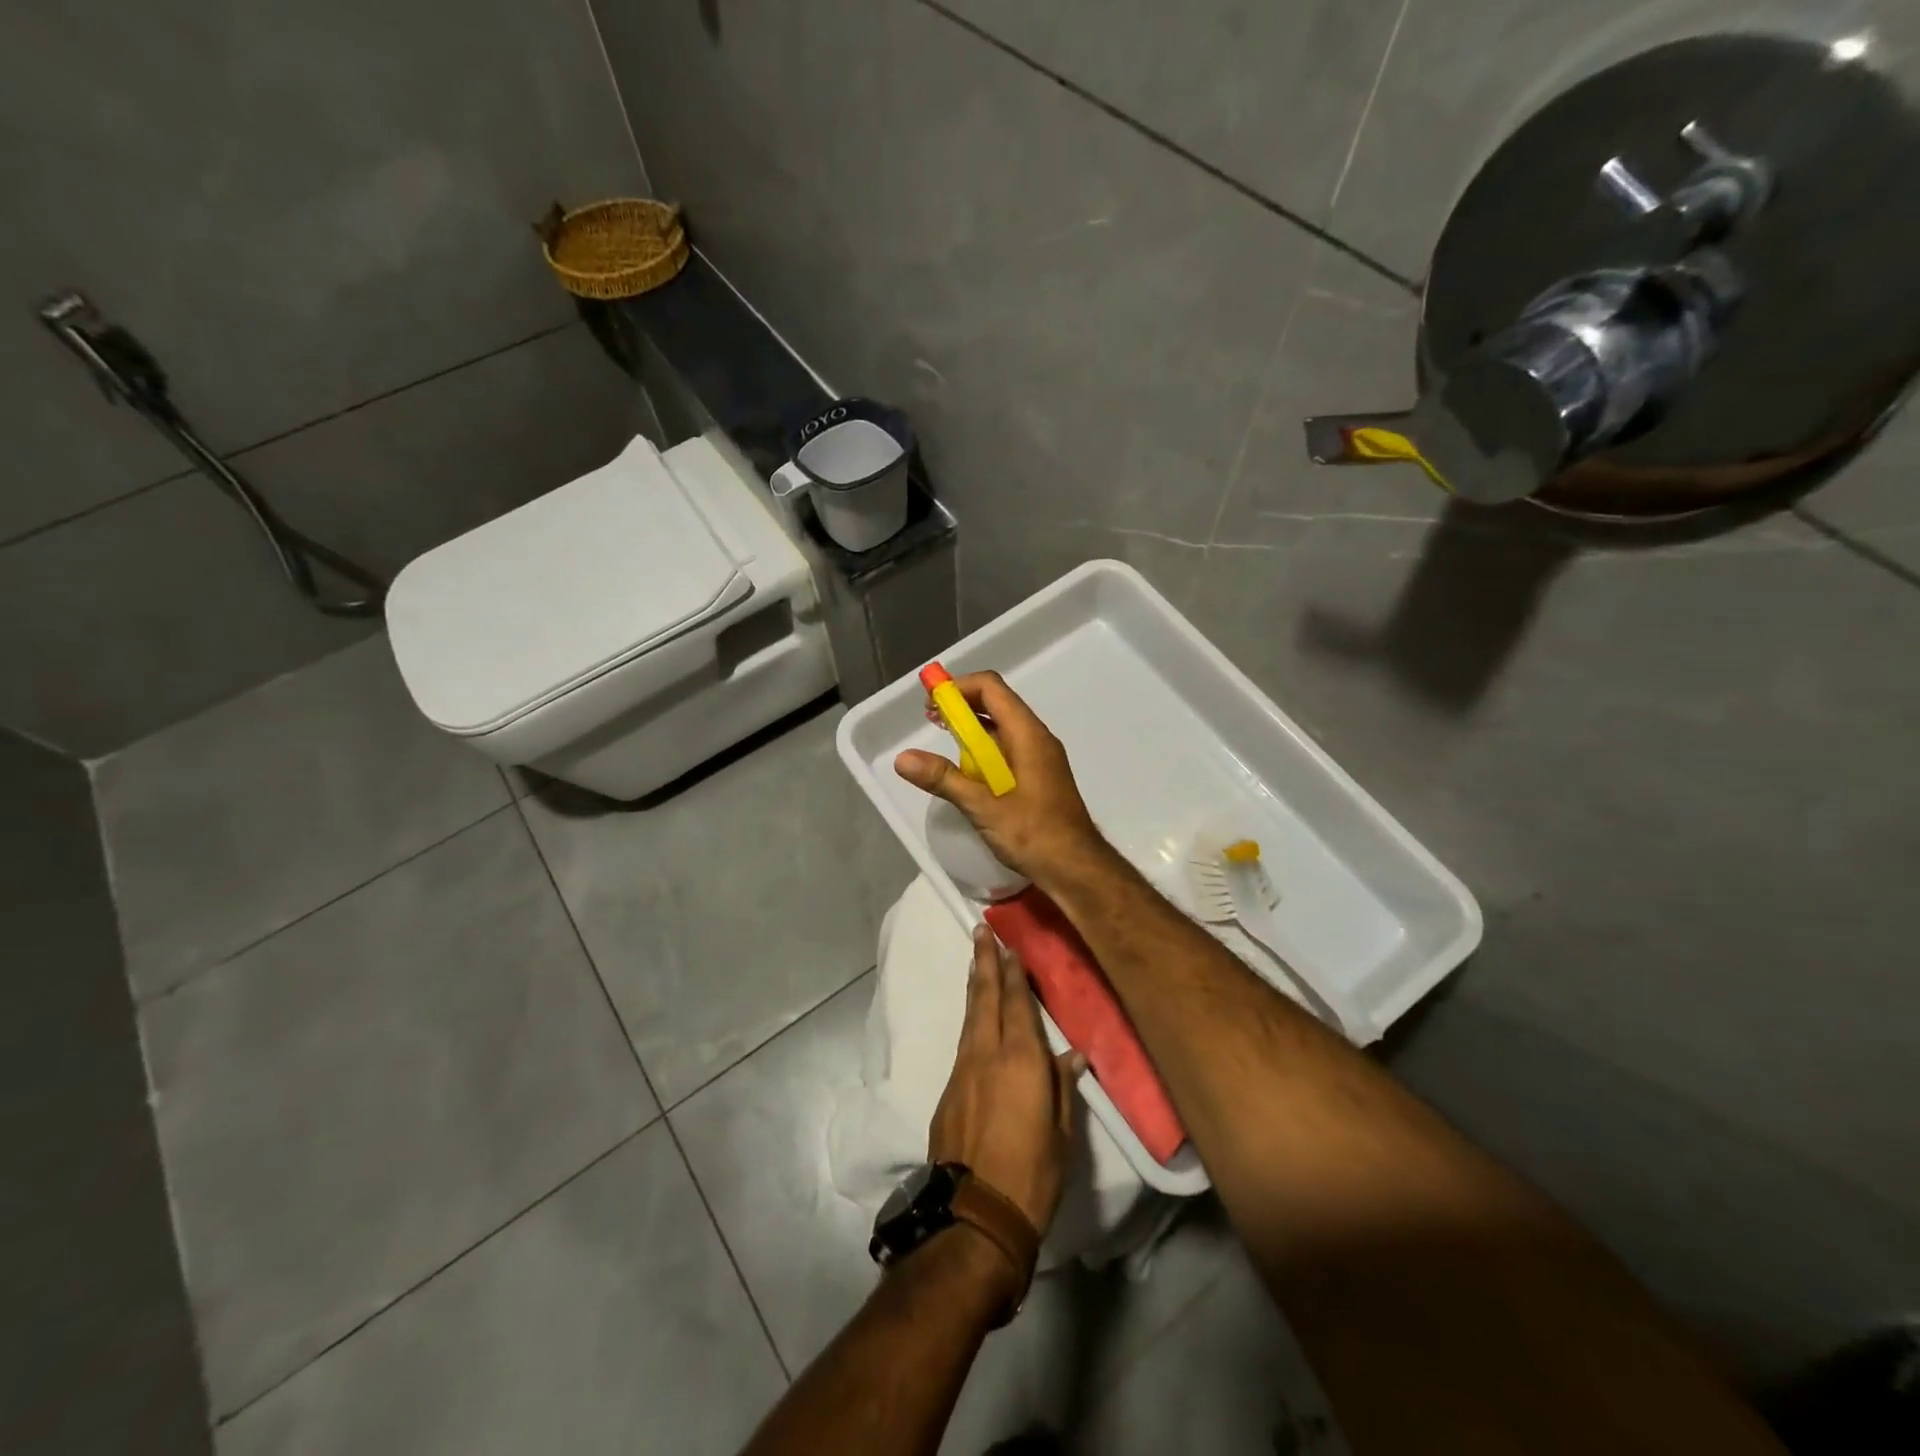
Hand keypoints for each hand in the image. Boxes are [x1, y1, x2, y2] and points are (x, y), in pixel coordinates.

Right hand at [894, 671, 1109, 888]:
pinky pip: (1008, 748)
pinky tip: (968, 772)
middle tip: (932, 722)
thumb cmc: (1033, 834)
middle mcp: (1036, 737)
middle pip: (996, 703)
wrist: (1075, 868)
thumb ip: (944, 779)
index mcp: (1028, 734)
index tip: (931, 704)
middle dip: (961, 707)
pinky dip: (984, 750)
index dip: (959, 687)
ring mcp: (1040, 757)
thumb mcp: (983, 807)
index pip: (991, 688)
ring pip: (1002, 727)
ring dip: (972, 730)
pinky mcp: (1039, 775)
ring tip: (944, 746)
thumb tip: (903, 758)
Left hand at [928, 926, 1084, 1234]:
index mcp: (1020, 1059)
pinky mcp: (949, 1091)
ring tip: (976, 961)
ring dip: (975, 986)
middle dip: (984, 962)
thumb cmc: (1032, 1175)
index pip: (1017, 1003)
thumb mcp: (1061, 1133)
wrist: (974, 1215)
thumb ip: (1062, 1087)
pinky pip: (963, 1042)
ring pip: (970, 1017)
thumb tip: (1071, 1054)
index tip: (1010, 946)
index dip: (1013, 972)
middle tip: (981, 932)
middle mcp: (987, 1054)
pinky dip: (970, 1019)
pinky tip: (975, 1018)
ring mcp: (963, 1071)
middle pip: (985, 998)